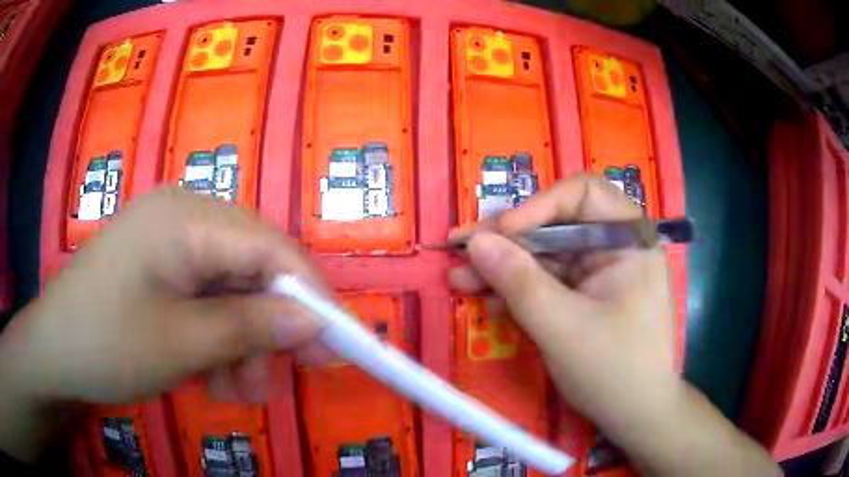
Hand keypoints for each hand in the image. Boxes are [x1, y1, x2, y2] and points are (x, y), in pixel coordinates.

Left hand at [0, 187, 326, 459]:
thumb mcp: (183, 344)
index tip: (339, 344)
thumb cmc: (107, 343)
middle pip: (253, 265)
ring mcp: (169, 238)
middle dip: (271, 324)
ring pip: (232, 286)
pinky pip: (207, 294)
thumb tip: (316, 323)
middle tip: (283, 377)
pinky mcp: (161, 264)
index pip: (270, 247)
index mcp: (186, 217)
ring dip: (242, 339)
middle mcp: (183, 214)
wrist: (54, 351)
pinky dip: (218, 334)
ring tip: (232, 388)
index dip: (310, 294)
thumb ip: (252, 327)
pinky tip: (208, 370)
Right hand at [449, 174, 675, 433]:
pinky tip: (489, 303)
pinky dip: (519, 292)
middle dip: (507, 242)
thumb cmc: (614, 370)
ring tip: (460, 280)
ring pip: (546, 257)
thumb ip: (518, 282)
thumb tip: (476, 242)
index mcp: (628, 238)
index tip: (500, 233)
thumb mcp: (562, 326)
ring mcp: (600, 274)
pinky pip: (549, 284)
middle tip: (460, 252)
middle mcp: (615, 247)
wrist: (636, 415)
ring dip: (504, 269)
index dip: (537, 206)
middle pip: (556, 225)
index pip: (582, 193)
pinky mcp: (586, 297)